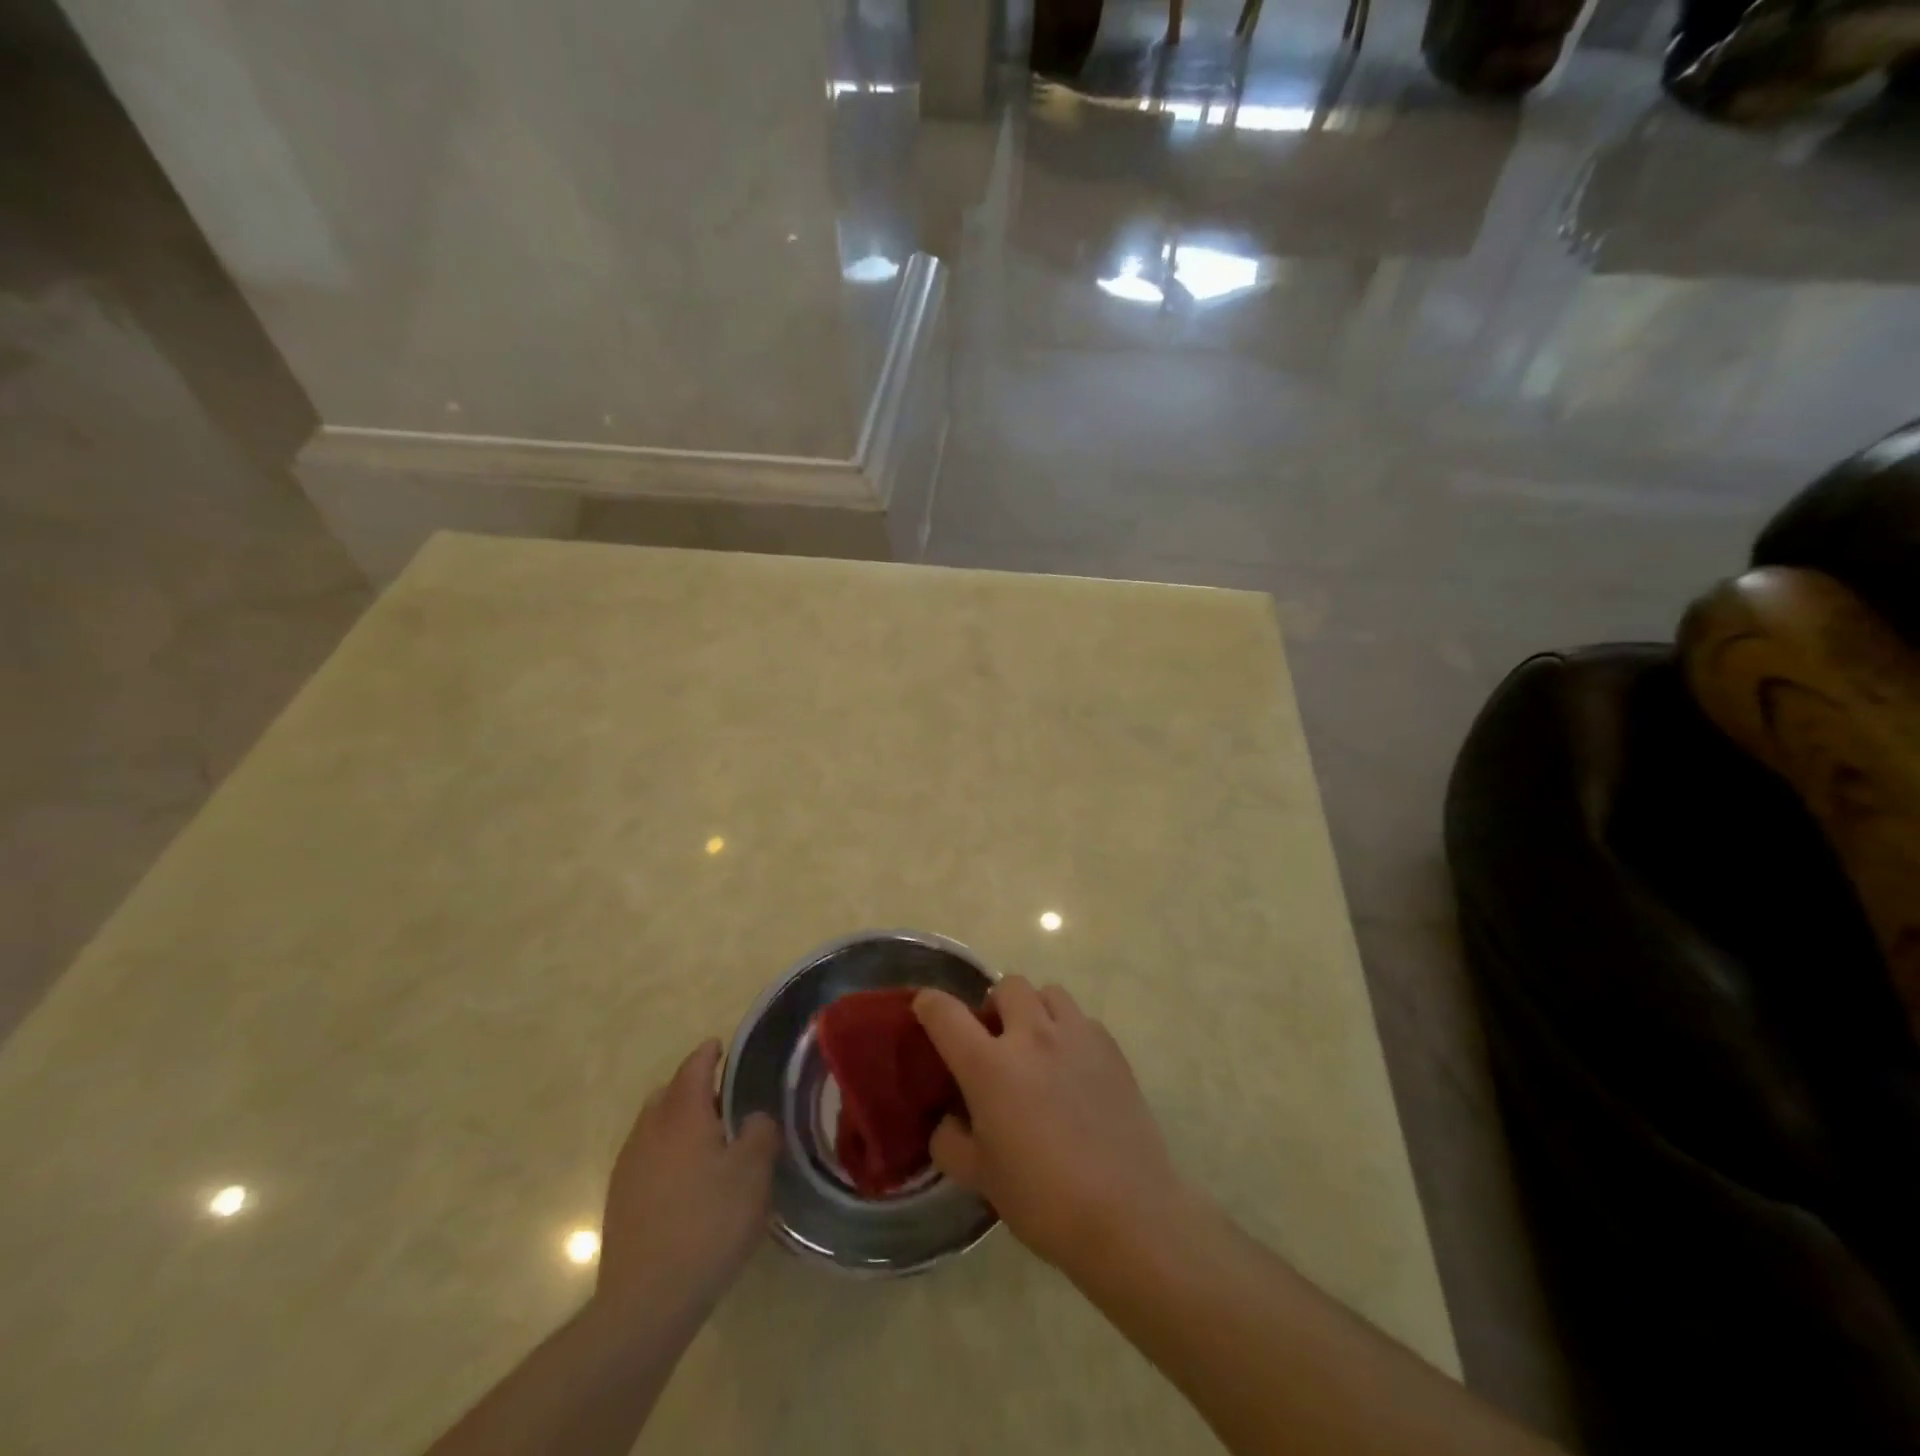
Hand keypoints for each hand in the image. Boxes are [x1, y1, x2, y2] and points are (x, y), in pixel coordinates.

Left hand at [595, 1039, 779, 1323]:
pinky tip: (686, 1182)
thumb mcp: (753, 1173)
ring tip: (707, 1142)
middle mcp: (650, 1131)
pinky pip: (646, 1158)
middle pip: (668, 1094)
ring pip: (653, 1127)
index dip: (708, 1053)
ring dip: (677, 1123)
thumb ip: (759, 1133)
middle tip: (723, 1099)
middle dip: (692, 1088)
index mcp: (682, 1115)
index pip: (694, 1068)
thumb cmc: (708, 1224)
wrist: (646, 1301)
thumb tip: (753, 1119)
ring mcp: (629, 1168)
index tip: (720, 1046)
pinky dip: (666, 1154)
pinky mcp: (620, 1202)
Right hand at [913, 977, 1188, 1278]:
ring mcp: (1077, 1036)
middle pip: (1007, 985)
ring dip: (1035, 1010)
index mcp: (989, 1065)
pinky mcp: (1112, 1048)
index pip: (946, 1013)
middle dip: (994, 1005)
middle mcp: (1031, 1035)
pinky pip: (1082, 1019)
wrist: (1127, 1215)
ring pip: (1049, 993)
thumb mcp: (979, 1177)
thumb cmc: (1043, 1199)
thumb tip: (948, 1121)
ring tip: (1038, 1047)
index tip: (926, 1010)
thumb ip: (950, 1141)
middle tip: (995, 1040)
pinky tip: (1074, 1070)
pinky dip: (1069, 1032)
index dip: (929, 1005)